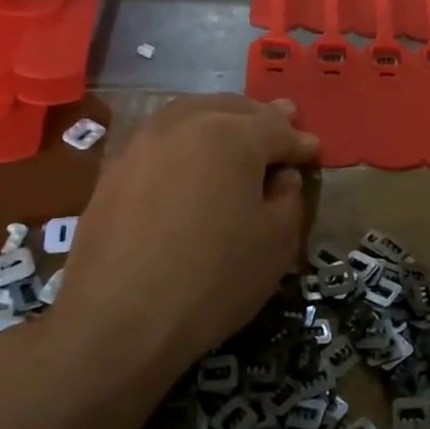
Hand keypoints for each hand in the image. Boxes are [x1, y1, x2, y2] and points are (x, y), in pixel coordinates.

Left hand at [55, 95, 318, 372]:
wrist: (119, 319)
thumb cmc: (214, 278)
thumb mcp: (277, 241)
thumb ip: (288, 195)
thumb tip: (281, 175)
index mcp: (233, 134)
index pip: (278, 130)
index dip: (301, 143)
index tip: (313, 151)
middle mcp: (187, 123)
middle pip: (234, 109)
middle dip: (263, 118)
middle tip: (284, 123)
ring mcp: (144, 142)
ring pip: (193, 114)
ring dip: (222, 119)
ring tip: (238, 131)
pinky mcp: (116, 167)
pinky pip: (164, 137)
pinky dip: (188, 138)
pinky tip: (193, 157)